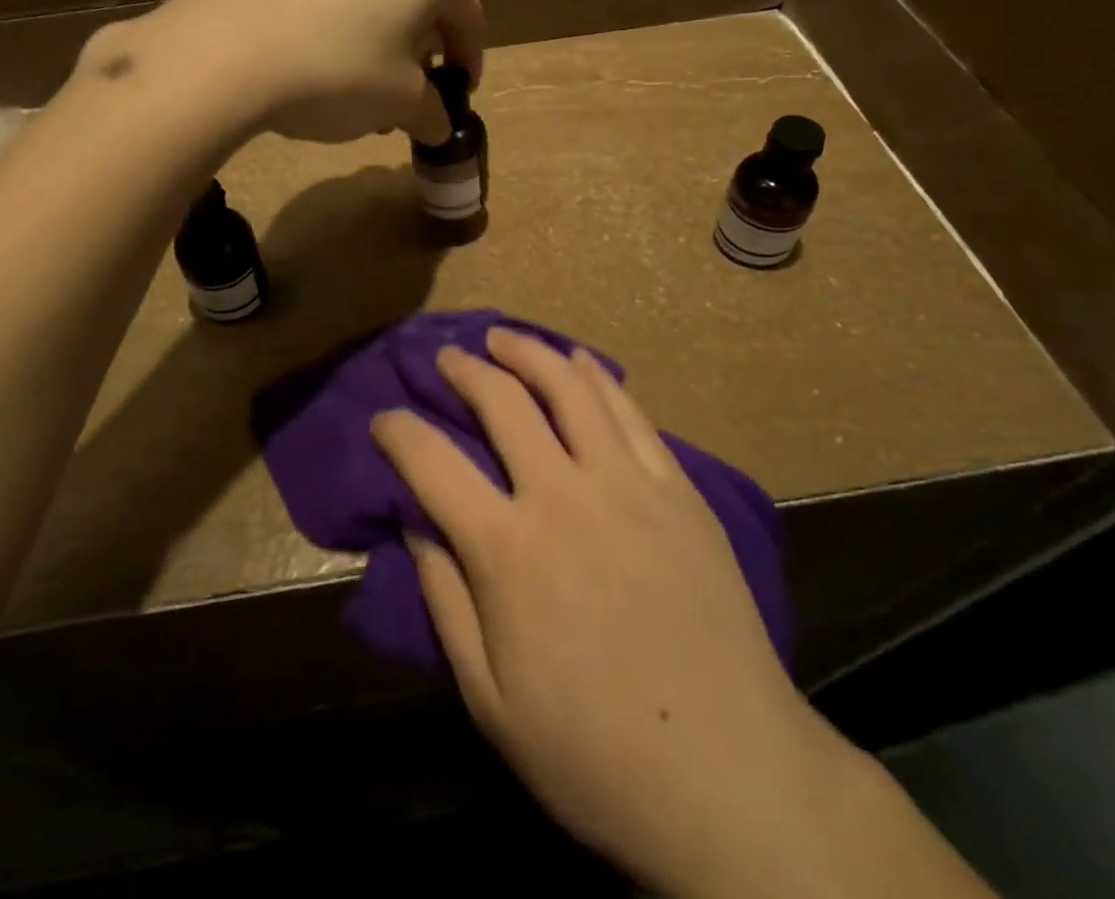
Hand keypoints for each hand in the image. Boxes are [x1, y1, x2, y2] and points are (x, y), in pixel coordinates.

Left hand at [79, 0, 484, 144]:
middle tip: (409, 101)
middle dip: (421, 55)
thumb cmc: (341, 71)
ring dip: (381, 45)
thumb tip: (438, 126)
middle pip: (421, 3)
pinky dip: (343, 29)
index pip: (468, 17)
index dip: (469, 63)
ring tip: (363, 94)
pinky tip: (320, 68)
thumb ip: (431, 113)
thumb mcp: (400, 103)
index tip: (459, 98)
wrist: (227, 49)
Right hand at [371, 328, 848, 896]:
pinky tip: (576, 361)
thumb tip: (415, 521)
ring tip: (501, 337)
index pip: (431, 462)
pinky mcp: (677, 488)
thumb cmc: (594, 752)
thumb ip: (443, 598)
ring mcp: (627, 484)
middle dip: (462, 370)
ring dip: (527, 351)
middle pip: (501, 402)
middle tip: (445, 358)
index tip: (382, 417)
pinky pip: (629, 412)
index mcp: (507, 550)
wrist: (732, 776)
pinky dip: (594, 375)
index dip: (397, 430)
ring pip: (568, 386)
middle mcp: (563, 495)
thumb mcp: (488, 698)